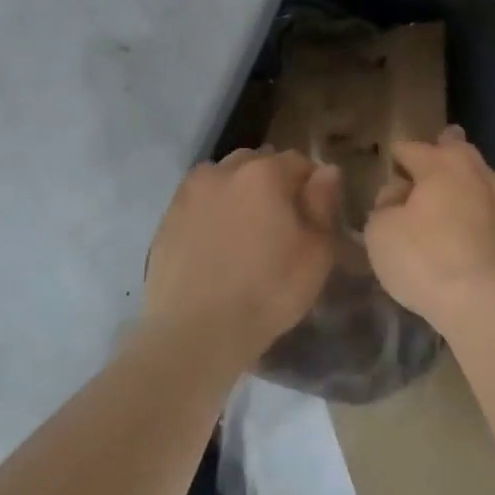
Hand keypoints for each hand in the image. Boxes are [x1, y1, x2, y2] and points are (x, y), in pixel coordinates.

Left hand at [145, 149, 341, 360]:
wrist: (196, 333)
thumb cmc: (268, 292)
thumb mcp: (316, 252)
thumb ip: (323, 203)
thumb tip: (326, 171)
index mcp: (264, 173)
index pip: (298, 161)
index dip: (311, 185)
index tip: (314, 213)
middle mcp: (223, 171)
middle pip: (257, 162)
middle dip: (272, 181)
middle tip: (280, 221)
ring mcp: (190, 193)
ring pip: (223, 178)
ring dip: (238, 191)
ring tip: (245, 230)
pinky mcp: (167, 219)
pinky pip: (199, 202)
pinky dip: (212, 212)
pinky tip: (217, 244)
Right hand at [364, 125, 494, 334]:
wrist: (486, 302)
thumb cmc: (425, 259)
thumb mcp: (381, 232)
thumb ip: (384, 206)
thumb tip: (398, 196)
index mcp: (440, 165)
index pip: (412, 148)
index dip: (397, 153)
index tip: (390, 158)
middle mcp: (475, 173)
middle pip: (457, 150)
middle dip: (443, 148)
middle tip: (434, 150)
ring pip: (479, 176)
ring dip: (464, 177)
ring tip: (450, 185)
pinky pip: (489, 206)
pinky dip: (476, 206)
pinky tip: (468, 218)